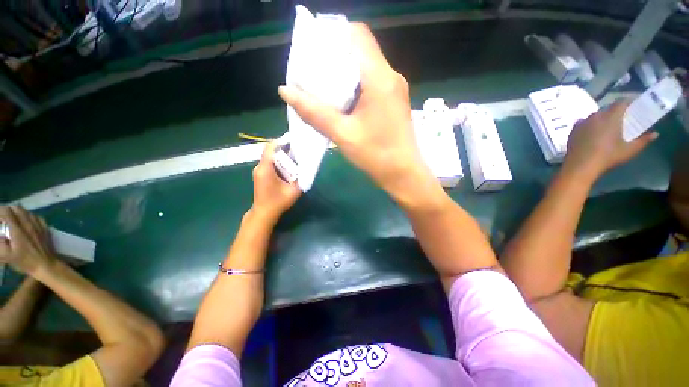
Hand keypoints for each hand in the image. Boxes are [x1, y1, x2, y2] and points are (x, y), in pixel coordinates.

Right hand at [0, 206, 55, 275]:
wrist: (46, 264)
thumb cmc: (25, 261)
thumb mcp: (6, 255)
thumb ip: (0, 243)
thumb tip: (0, 234)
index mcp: (17, 229)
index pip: (7, 212)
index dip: (0, 210)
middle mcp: (28, 224)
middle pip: (17, 208)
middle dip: (8, 210)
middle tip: (4, 216)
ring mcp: (38, 225)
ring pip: (26, 211)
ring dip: (18, 212)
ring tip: (13, 218)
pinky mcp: (45, 227)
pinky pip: (36, 216)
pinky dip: (29, 215)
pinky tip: (26, 221)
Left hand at [251, 142, 300, 221]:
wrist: (263, 213)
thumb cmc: (278, 202)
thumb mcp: (293, 191)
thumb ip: (301, 179)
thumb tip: (307, 169)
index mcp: (266, 169)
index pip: (270, 148)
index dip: (280, 141)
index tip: (293, 140)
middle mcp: (260, 167)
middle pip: (270, 151)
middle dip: (284, 148)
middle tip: (297, 149)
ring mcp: (258, 170)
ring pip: (270, 157)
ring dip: (281, 155)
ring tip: (295, 156)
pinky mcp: (260, 174)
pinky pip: (269, 163)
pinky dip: (278, 161)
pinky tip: (288, 166)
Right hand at [277, 23, 435, 202]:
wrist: (403, 174)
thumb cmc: (376, 155)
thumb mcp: (343, 134)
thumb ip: (314, 112)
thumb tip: (285, 91)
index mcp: (380, 78)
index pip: (357, 35)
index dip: (333, 36)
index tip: (313, 51)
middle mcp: (390, 77)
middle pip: (360, 50)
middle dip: (334, 57)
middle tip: (312, 73)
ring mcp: (394, 89)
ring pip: (365, 67)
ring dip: (343, 74)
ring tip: (322, 89)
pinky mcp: (393, 101)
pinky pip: (371, 83)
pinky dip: (353, 87)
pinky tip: (341, 102)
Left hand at [564, 101, 657, 179]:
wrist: (580, 166)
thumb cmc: (608, 157)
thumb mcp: (629, 150)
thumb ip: (643, 140)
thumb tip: (655, 133)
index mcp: (611, 117)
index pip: (621, 102)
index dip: (628, 102)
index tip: (633, 105)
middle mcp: (595, 116)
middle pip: (607, 109)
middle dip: (615, 112)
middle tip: (621, 119)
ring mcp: (582, 123)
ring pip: (594, 116)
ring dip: (601, 118)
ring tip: (606, 127)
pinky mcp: (572, 130)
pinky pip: (583, 123)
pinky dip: (589, 125)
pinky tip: (592, 133)